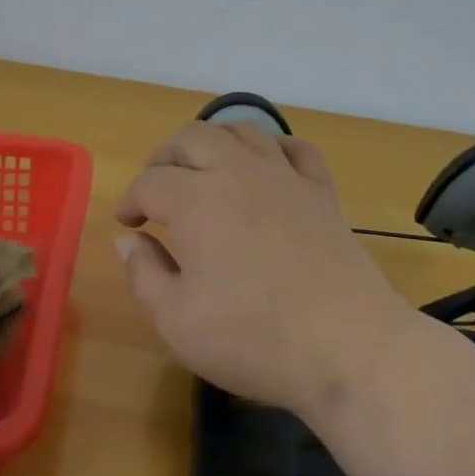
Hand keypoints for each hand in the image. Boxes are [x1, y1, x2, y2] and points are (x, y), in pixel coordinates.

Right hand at [114, 121, 406, 418]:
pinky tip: (266, 166)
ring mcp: (284, 177)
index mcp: (196, 200)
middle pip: (191, 137)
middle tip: (156, 190)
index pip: (150, 182)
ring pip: (242, 131)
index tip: (127, 222)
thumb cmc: (253, 337)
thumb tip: (128, 240)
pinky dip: (273, 147)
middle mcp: (237, 172)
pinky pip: (295, 148)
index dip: (131, 199)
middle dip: (164, 158)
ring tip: (203, 170)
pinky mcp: (321, 191)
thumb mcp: (177, 321)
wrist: (347, 345)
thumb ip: (144, 274)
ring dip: (213, 142)